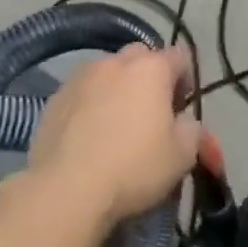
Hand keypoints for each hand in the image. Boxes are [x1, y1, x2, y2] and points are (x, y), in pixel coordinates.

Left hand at [27, 44, 201, 228]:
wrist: (66, 190)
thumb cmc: (134, 168)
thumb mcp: (182, 156)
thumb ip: (192, 129)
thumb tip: (184, 121)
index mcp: (152, 68)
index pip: (180, 56)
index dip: (187, 79)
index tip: (182, 108)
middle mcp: (116, 62)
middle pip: (141, 57)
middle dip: (150, 77)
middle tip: (151, 112)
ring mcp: (81, 77)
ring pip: (108, 72)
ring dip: (118, 89)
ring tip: (116, 125)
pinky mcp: (55, 98)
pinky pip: (82, 92)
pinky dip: (90, 105)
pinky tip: (88, 136)